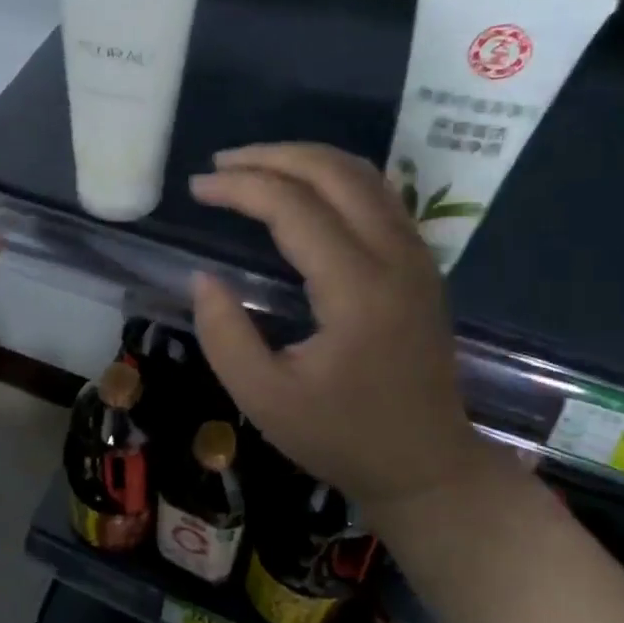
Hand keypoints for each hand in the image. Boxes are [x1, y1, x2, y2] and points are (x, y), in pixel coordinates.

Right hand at [188, 143, 487, 514]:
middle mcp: (395, 258)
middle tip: (220, 164)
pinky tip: (300, 190)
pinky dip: (332, 178)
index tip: (197, 188)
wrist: (427, 466)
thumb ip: (224, 334)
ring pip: (363, 175)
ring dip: (304, 160)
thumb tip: (203, 278)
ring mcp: (416, 257)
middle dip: (271, 156)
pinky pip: (378, 196)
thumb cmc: (341, 437)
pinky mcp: (420, 265)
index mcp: (358, 290)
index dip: (240, 187)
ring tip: (252, 167)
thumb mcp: (263, 399)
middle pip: (335, 172)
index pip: (294, 207)